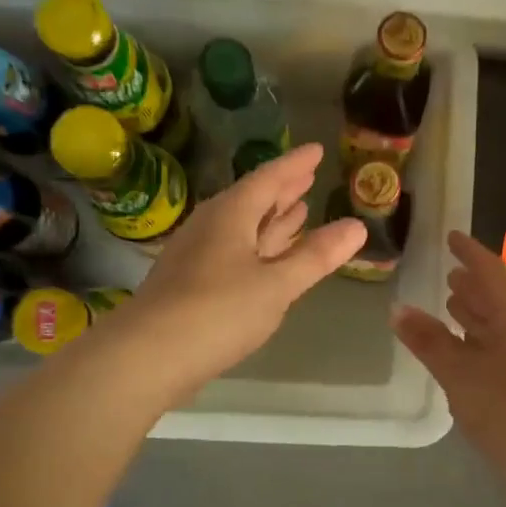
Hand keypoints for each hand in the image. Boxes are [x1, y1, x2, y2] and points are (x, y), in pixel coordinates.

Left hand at [115, 143, 365, 398]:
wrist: (148, 355)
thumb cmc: (218, 311)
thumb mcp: (277, 284)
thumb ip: (317, 256)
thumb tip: (357, 226)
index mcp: (231, 215)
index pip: (268, 179)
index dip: (295, 165)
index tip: (317, 151)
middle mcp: (211, 227)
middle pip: (252, 200)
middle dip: (282, 190)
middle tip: (308, 177)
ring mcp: (198, 255)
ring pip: (242, 227)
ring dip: (271, 219)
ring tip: (297, 210)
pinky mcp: (192, 283)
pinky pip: (234, 251)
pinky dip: (257, 247)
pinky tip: (265, 258)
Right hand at [392, 230, 505, 464]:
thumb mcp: (459, 372)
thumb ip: (428, 340)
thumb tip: (397, 309)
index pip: (493, 272)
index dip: (471, 253)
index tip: (451, 238)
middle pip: (500, 297)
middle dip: (474, 283)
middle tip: (449, 272)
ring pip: (502, 324)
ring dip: (477, 311)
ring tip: (451, 302)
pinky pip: (503, 346)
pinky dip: (480, 338)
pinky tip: (464, 348)